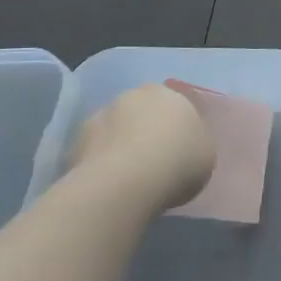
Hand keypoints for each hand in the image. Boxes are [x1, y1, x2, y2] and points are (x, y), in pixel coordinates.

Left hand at [67, 83, 214, 216]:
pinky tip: (109, 187)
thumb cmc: (180, 161)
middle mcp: (131, 96)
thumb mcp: (205, 152)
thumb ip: (192, 143)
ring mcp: (99, 117)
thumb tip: (180, 147)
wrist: (129, 181)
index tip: (177, 150)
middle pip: (139, 113)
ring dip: (119, 146)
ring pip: (113, 131)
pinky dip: (100, 165)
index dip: (174, 128)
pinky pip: (94, 154)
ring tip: (128, 178)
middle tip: (152, 162)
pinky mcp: (75, 143)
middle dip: (143, 131)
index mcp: (167, 93)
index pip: (172, 105)